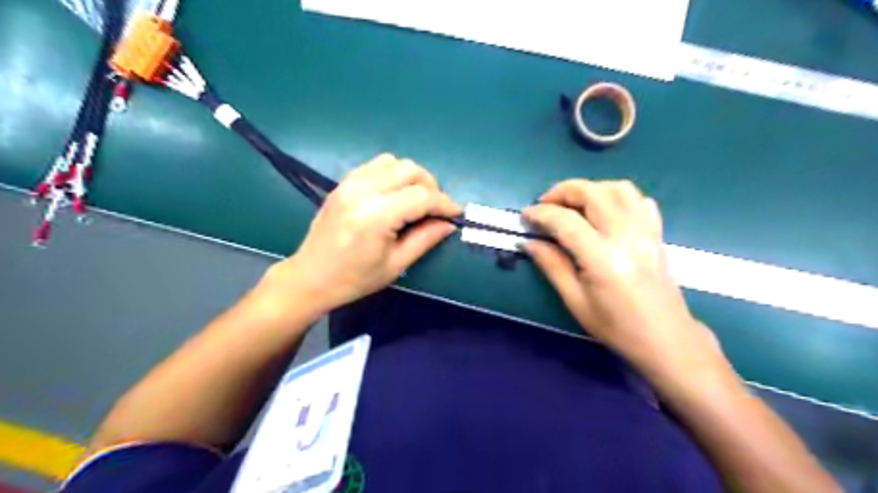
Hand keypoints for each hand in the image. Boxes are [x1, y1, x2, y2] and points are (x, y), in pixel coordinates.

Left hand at [257, 153, 459, 316]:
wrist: (310, 277)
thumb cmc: (354, 279)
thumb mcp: (395, 265)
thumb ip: (425, 239)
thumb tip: (449, 224)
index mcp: (375, 216)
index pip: (421, 197)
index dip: (444, 204)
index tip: (456, 214)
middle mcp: (362, 191)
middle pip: (411, 170)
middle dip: (431, 187)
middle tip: (436, 210)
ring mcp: (350, 183)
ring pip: (395, 162)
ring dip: (413, 178)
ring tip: (416, 200)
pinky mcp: (343, 182)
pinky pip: (376, 165)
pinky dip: (393, 174)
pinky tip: (395, 194)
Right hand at [524, 180, 724, 380]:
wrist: (666, 338)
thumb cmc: (616, 326)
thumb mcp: (575, 301)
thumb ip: (551, 265)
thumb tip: (528, 242)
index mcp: (602, 258)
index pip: (566, 220)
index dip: (541, 213)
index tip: (525, 216)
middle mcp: (626, 235)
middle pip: (592, 192)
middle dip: (563, 191)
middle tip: (545, 204)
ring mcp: (645, 230)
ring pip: (618, 187)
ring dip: (590, 188)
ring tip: (572, 204)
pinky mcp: (656, 232)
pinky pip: (638, 199)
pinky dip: (617, 196)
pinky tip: (604, 212)